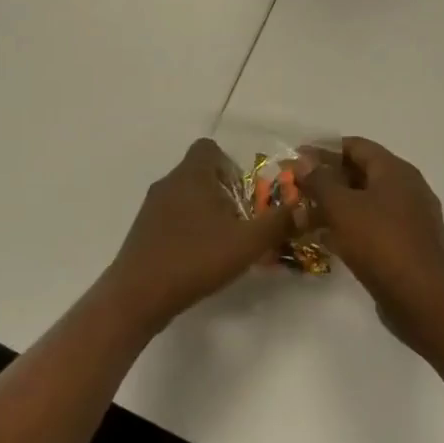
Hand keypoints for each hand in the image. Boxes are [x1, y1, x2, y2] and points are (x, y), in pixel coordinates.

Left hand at [100, 139, 293, 332]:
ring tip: (223, 242)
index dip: (230, 165)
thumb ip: (278, 222)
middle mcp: (169, 182)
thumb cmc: (195, 258)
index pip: (209, 148)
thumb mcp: (247, 242)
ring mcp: (152, 206)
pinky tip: (198, 257)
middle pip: (200, 172)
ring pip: (185, 196)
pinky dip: (188, 228)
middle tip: (241, 221)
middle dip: (223, 192)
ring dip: (206, 212)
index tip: (244, 193)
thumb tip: (304, 207)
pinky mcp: (143, 230)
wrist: (139, 294)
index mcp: (192, 174)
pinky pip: (171, 217)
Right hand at [299, 137, 443, 324]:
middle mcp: (406, 188)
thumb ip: (320, 180)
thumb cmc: (380, 242)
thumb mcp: (342, 207)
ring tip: (305, 216)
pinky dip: (350, 228)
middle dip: (328, 180)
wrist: (423, 299)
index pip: (356, 146)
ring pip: (366, 202)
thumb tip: (304, 159)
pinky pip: (374, 227)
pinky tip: (326, 241)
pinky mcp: (408, 246)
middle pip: (361, 173)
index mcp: (395, 170)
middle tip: (298, 189)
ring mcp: (410, 219)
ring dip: (336, 206)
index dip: (324, 149)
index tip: (297, 159)